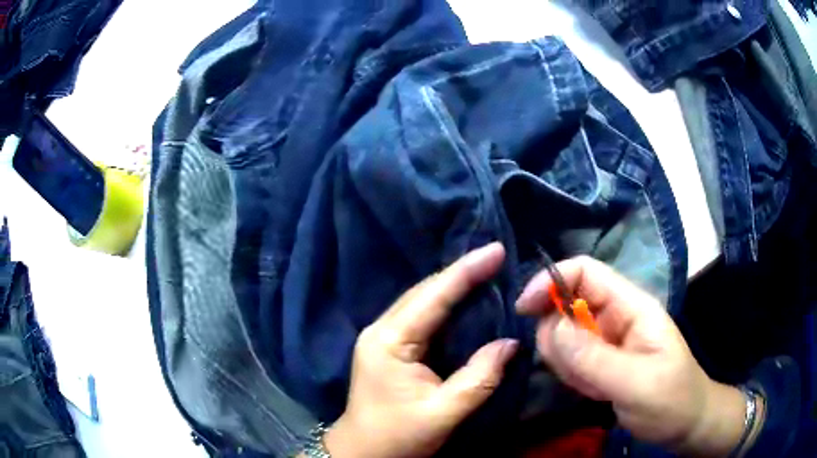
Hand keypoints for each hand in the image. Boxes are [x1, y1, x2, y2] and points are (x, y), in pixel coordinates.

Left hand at [324, 243, 517, 457]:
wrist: (361, 452)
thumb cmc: (398, 436)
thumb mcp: (443, 413)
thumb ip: (479, 378)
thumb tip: (510, 343)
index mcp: (390, 341)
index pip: (433, 297)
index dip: (467, 271)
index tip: (496, 250)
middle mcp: (381, 329)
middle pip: (424, 292)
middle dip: (461, 272)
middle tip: (495, 257)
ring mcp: (381, 336)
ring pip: (421, 300)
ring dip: (452, 285)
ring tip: (485, 270)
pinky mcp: (388, 346)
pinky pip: (420, 316)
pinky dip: (444, 304)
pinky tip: (463, 300)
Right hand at [516, 256, 748, 456]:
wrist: (685, 425)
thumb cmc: (672, 400)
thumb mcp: (637, 383)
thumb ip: (594, 358)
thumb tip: (549, 328)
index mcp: (631, 306)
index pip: (585, 272)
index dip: (551, 280)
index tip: (524, 308)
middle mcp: (615, 317)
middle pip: (566, 305)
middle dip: (559, 338)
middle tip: (575, 371)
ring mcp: (606, 341)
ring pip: (563, 337)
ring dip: (567, 364)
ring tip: (594, 387)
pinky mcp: (600, 362)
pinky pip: (570, 361)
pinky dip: (572, 377)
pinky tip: (595, 392)